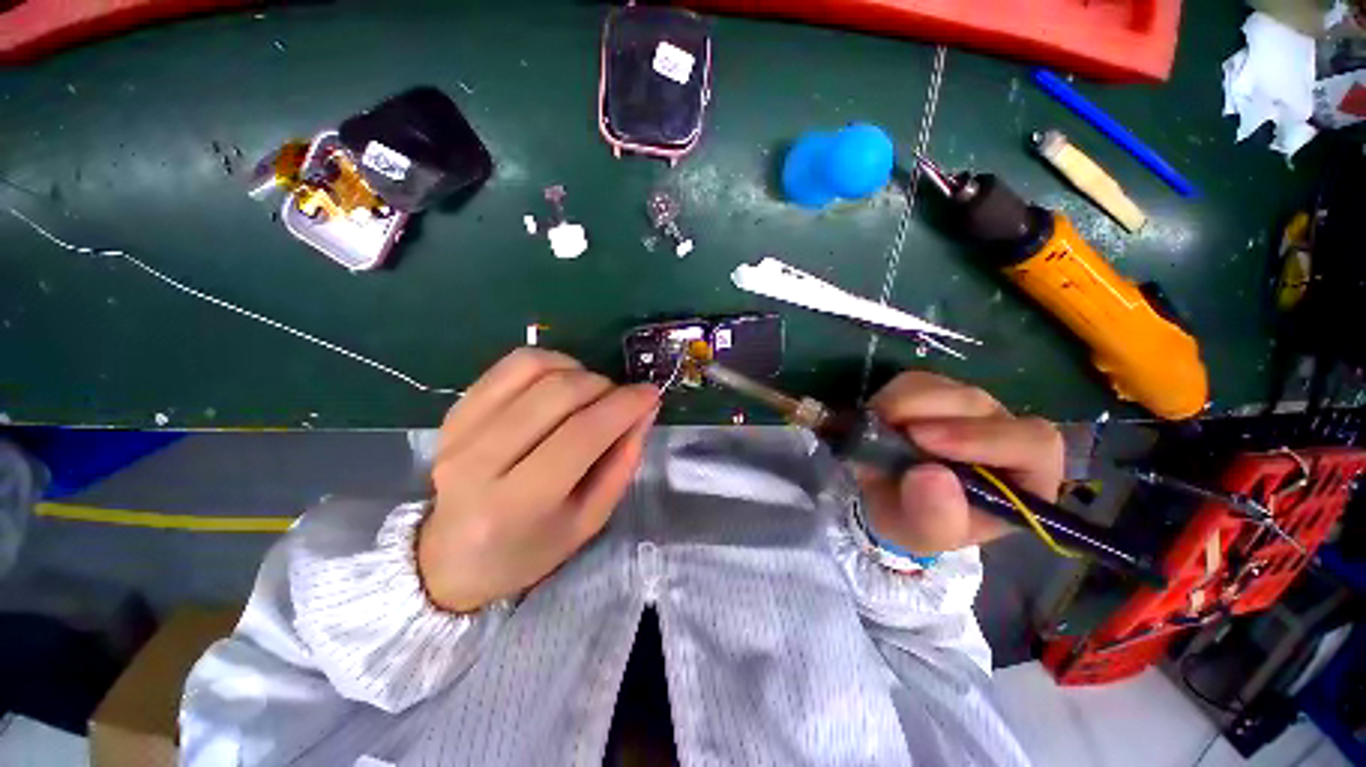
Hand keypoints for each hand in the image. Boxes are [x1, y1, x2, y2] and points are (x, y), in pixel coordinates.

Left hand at [417, 348, 659, 612]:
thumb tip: (645, 409)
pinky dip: (550, 363)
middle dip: (604, 387)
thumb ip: (622, 463)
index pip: (581, 435)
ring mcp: (460, 430)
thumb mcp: (589, 520)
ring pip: (533, 368)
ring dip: (578, 371)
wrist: (453, 557)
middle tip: (621, 400)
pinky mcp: (455, 409)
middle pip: (557, 394)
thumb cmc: (530, 548)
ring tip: (591, 393)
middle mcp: (478, 462)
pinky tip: (561, 382)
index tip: (651, 394)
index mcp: (515, 505)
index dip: (624, 406)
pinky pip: (511, 365)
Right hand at [855, 372, 1063, 556]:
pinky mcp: (935, 391)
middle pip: (981, 405)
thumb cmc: (916, 520)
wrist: (888, 497)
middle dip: (933, 414)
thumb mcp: (921, 536)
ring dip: (906, 404)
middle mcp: (1003, 433)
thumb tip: (931, 475)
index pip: (1033, 444)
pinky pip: (916, 381)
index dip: (985, 438)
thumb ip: (934, 517)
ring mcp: (968, 408)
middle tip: (892, 428)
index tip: (926, 441)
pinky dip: (891, 397)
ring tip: (881, 429)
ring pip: (945, 387)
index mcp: (1024, 477)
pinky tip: (881, 421)